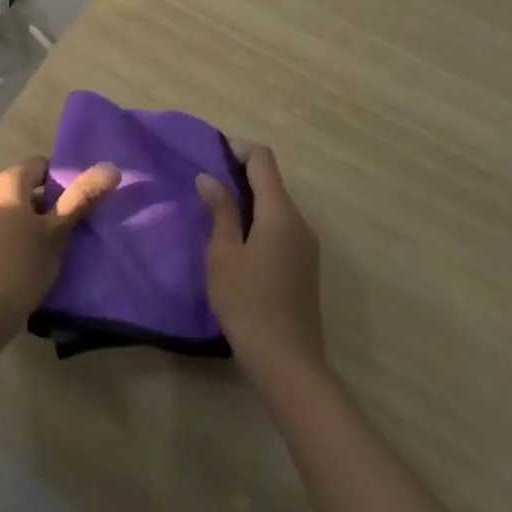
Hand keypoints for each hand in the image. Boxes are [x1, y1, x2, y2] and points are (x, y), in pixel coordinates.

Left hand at [0, 155, 120, 340]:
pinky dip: (12, 238)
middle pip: (26, 187)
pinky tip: (23, 265)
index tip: (78, 206)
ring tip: (50, 250)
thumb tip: (112, 167)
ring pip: (11, 210)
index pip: (42, 164)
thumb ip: (82, 198)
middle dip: (48, 205)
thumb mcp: (57, 233)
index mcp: (7, 180)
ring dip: (30, 224)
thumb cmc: (19, 267)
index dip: (64, 181)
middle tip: (69, 230)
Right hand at [196, 140, 324, 378]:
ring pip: (276, 205)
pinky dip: (259, 220)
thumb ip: (220, 210)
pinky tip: (237, 240)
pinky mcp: (305, 264)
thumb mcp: (224, 254)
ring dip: (249, 199)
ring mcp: (306, 244)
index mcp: (280, 212)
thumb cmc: (248, 303)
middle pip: (271, 180)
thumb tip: (209, 177)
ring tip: (215, 211)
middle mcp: (299, 220)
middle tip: (205, 183)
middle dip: (239, 174)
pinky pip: (281, 226)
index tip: (210, 155)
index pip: (263, 159)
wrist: (288, 363)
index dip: (237, 149)